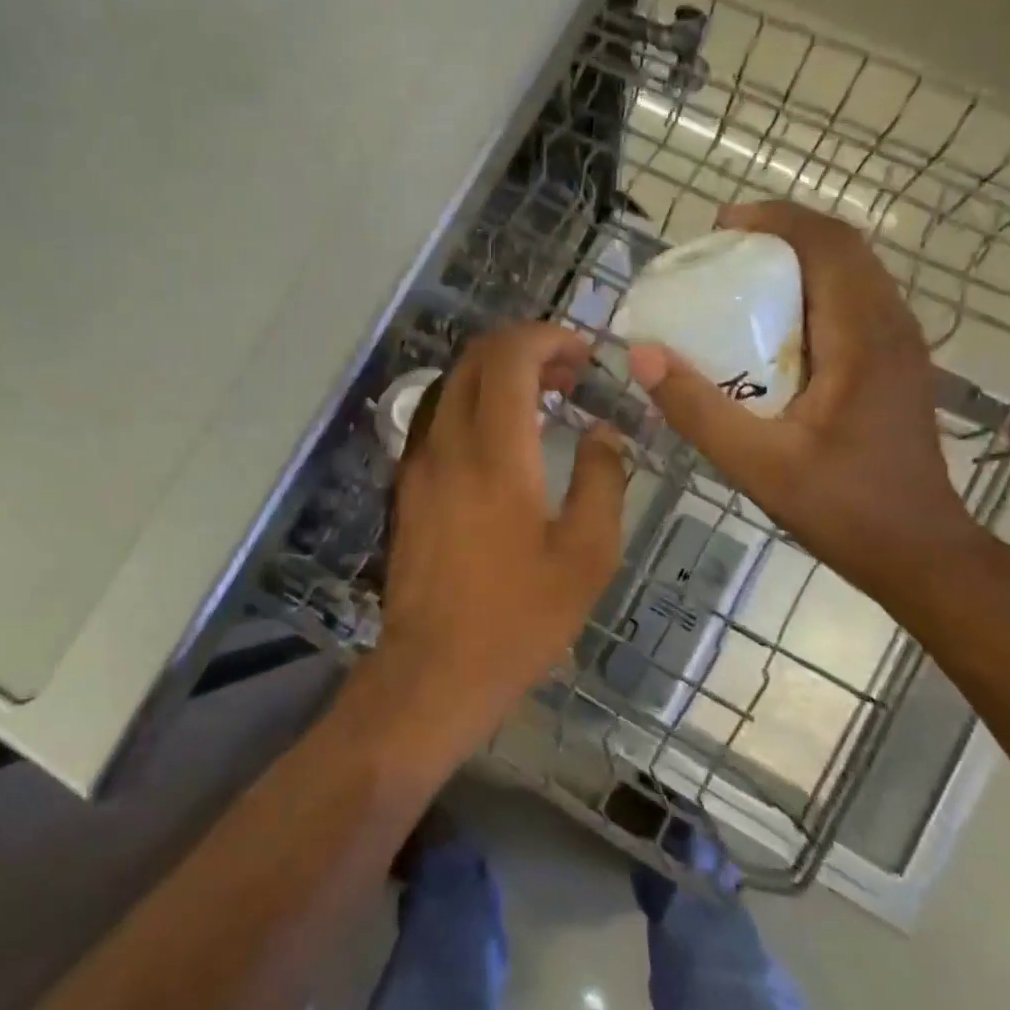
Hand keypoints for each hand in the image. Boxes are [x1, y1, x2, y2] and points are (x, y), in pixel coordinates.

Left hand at [363, 323, 628, 765]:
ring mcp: (418, 464)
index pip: (508, 356)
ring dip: (497, 376)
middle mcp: (446, 444)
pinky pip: (439, 419)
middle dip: (524, 349)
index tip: (584, 354)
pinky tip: (505, 440)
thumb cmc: (518, 618)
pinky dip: (475, 406)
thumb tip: (603, 431)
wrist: (433, 671)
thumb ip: (602, 479)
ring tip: (544, 401)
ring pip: (453, 385)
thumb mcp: (586, 555)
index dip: (547, 338)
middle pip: (475, 359)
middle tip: (570, 374)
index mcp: (494, 453)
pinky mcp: (407, 487)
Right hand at [627, 201, 978, 599]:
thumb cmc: (842, 508)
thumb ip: (696, 409)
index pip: (829, 246)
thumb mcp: (756, 463)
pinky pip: (854, 301)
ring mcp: (901, 345)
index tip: (720, 227)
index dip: (775, 221)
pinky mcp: (895, 364)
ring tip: (740, 275)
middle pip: (843, 249)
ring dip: (798, 259)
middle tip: (720, 250)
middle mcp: (892, 328)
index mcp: (864, 339)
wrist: (920, 552)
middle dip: (781, 234)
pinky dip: (812, 289)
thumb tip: (642, 354)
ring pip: (853, 272)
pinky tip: (773, 324)